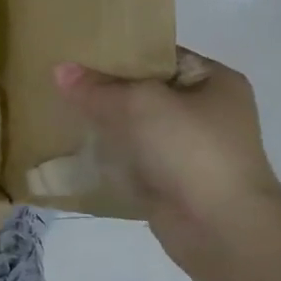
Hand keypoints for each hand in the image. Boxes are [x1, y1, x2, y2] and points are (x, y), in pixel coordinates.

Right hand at [54, 51, 280, 244]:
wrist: (220, 228)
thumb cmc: (190, 149)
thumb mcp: (139, 104)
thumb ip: (97, 87)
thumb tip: (60, 70)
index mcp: (215, 81)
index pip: (161, 55)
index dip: (122, 52)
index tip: (81, 53)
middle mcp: (208, 112)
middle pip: (147, 91)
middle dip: (109, 89)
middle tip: (65, 80)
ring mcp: (192, 150)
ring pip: (138, 127)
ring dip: (107, 124)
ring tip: (63, 111)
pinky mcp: (173, 182)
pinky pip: (134, 159)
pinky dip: (111, 156)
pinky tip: (76, 149)